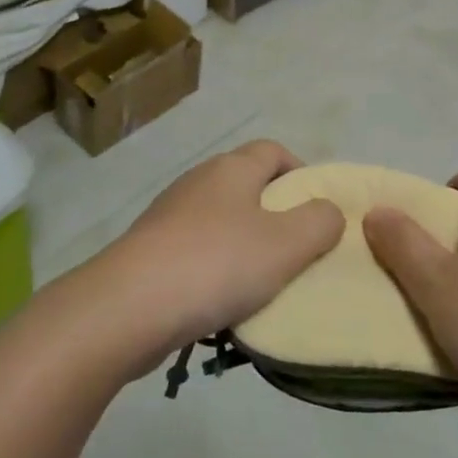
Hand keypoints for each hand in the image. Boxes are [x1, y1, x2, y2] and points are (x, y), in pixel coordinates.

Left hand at [93, 139, 342, 368]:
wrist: (127, 307)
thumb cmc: (216, 264)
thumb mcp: (287, 244)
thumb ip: (320, 222)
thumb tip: (329, 211)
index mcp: (232, 169)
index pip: (274, 150)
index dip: (301, 173)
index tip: (319, 211)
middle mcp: (199, 182)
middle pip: (248, 185)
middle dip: (276, 214)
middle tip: (298, 251)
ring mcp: (169, 216)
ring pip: (222, 221)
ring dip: (245, 246)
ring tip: (264, 285)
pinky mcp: (150, 251)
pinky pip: (196, 252)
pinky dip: (216, 270)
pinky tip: (223, 304)